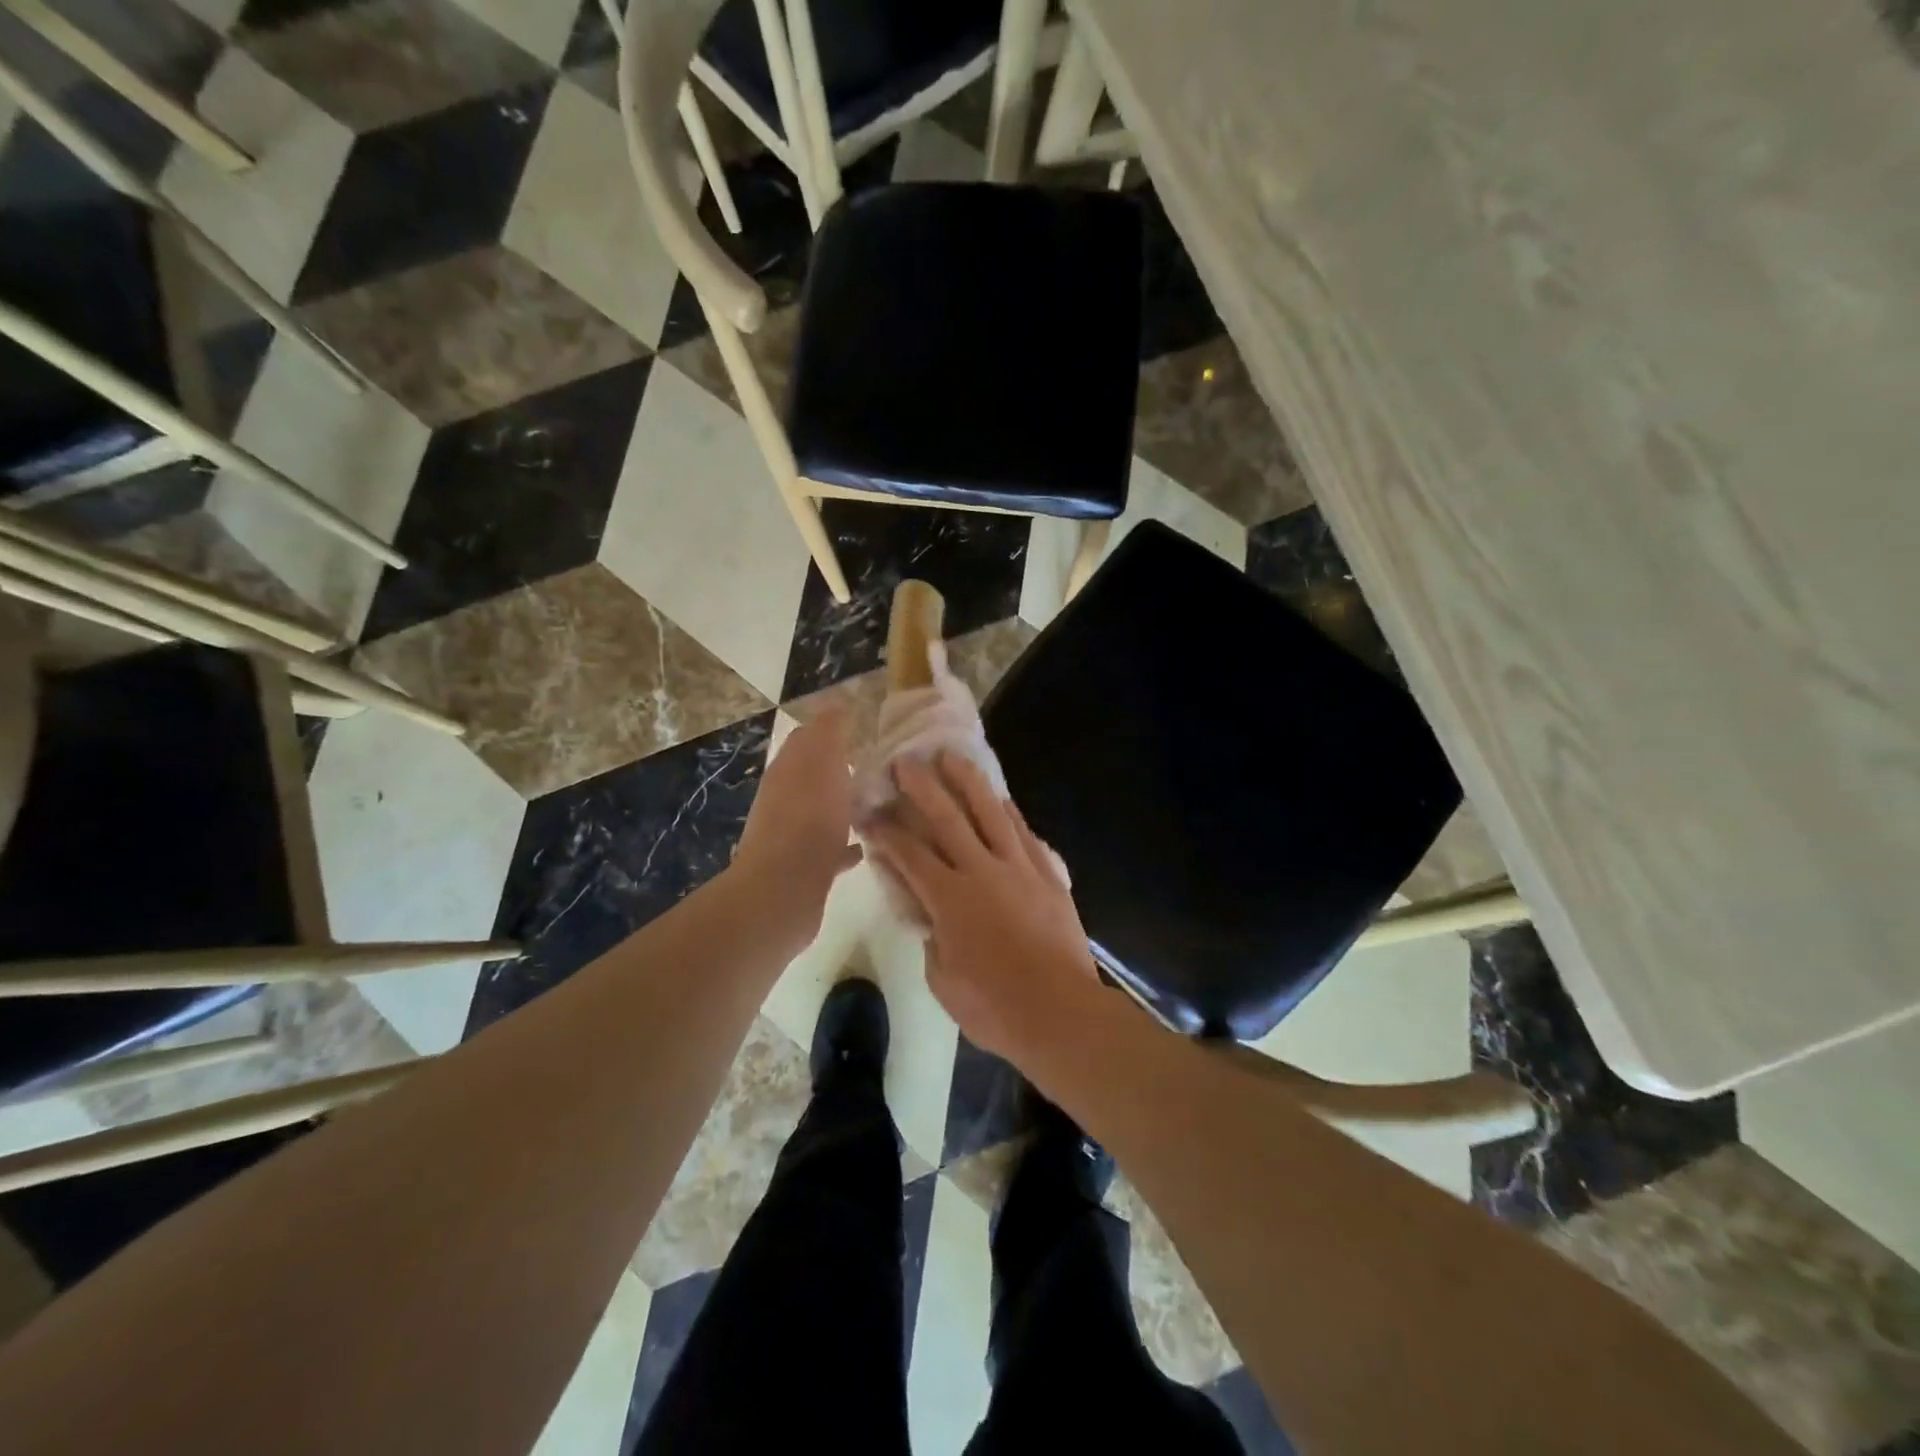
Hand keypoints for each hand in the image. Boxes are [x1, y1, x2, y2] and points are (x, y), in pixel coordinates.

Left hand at [734, 707, 860, 942]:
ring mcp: (790, 835)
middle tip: (879, 770)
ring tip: (878, 805)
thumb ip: (830, 730)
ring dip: (843, 806)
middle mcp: (783, 798)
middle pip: (813, 776)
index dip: (832, 731)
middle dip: (840, 770)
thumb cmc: (809, 818)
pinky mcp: (802, 868)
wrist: (784, 890)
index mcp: (788, 769)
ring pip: (820, 811)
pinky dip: (844, 843)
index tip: (865, 733)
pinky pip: (827, 848)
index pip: (807, 738)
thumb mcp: (823, 761)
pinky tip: (866, 847)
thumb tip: (837, 703)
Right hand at [867, 752, 1098, 1064]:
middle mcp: (982, 871)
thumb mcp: (943, 980)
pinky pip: (1024, 832)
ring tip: (953, 756)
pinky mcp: (1048, 874)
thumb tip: (930, 917)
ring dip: (968, 781)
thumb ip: (932, 939)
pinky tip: (1000, 796)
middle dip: (922, 787)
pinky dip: (1009, 811)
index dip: (885, 832)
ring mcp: (1019, 868)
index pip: (909, 854)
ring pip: (991, 812)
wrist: (1061, 1012)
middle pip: (947, 818)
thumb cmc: (994, 1007)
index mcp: (949, 899)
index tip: (869, 813)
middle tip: (905, 761)